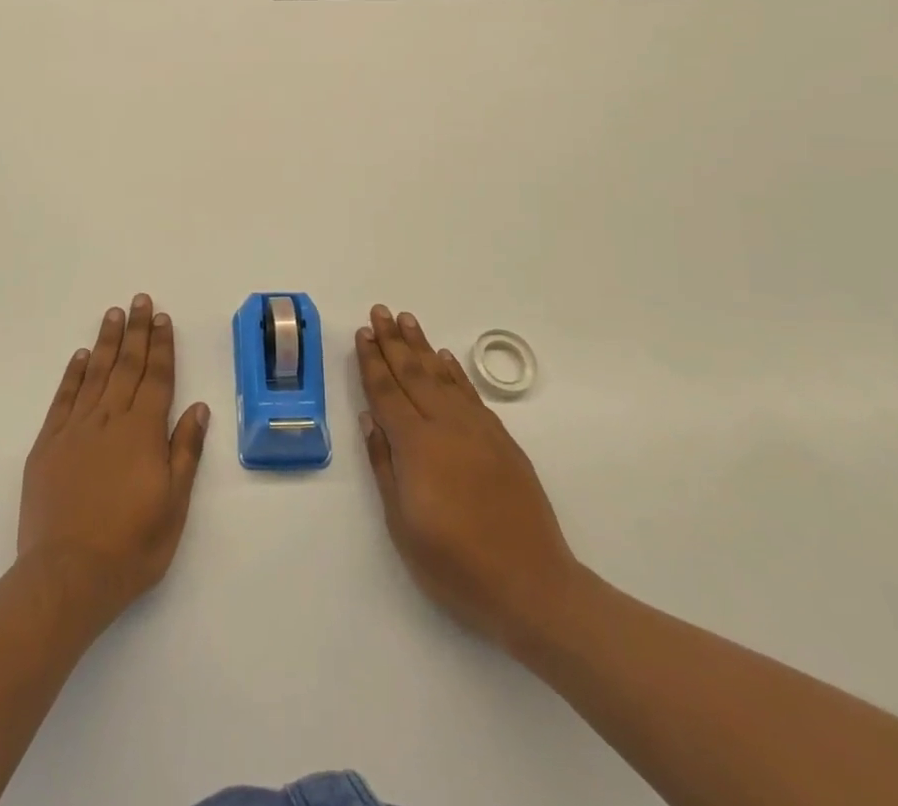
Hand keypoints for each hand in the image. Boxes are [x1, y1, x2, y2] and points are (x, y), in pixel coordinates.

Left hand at [18, 294, 209, 629]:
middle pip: (127, 366)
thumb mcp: (173, 506)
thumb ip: (185, 451)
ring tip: (113, 314)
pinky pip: (63, 398)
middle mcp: (110, 419)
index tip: (163, 318)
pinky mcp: (48, 444)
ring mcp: (76, 429)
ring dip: (107, 342)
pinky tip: (80, 356)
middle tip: (140, 300)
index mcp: (143, 432)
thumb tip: (198, 407)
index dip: (162, 346)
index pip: (157, 378)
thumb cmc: (131, 546)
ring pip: (95, 373)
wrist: (66, 577)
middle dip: (137, 331)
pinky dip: (73, 373)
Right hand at [356, 304, 585, 656]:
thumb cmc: (457, 566)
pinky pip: (471, 394)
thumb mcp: (403, 526)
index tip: (363, 333)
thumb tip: (371, 419)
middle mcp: (446, 427)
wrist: (534, 588)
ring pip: (443, 377)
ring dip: (422, 346)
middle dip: (393, 341)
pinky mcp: (502, 441)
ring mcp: (478, 431)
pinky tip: (445, 359)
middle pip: (413, 374)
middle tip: (381, 311)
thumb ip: (385, 466)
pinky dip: (455, 372)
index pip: (386, 392)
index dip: (372, 361)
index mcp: (417, 446)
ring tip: (407, 320)